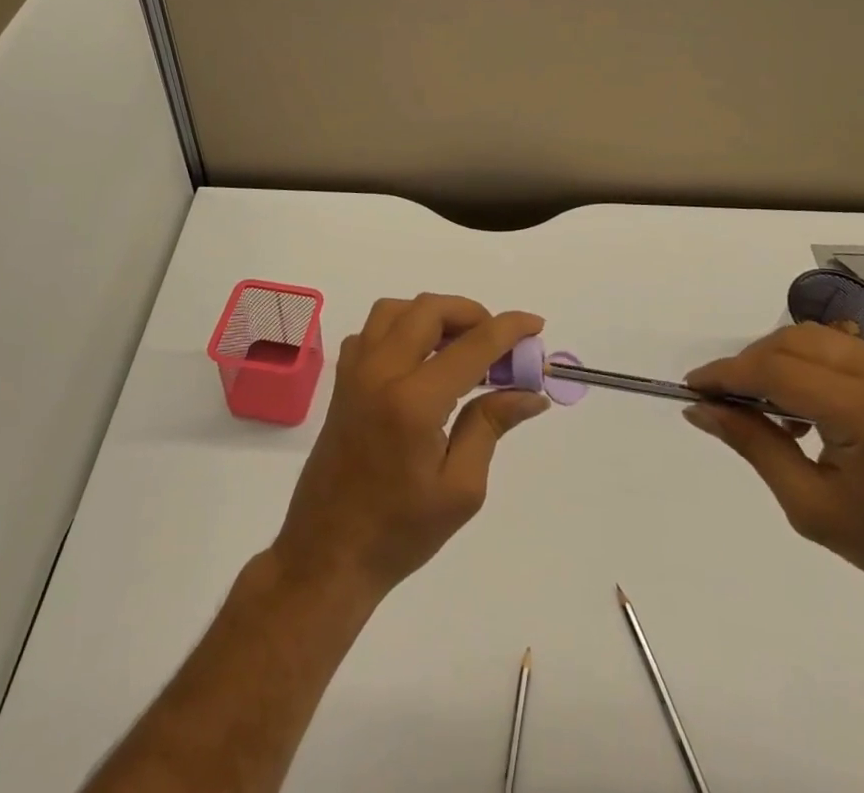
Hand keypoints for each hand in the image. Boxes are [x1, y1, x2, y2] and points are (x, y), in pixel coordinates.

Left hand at [271, 294, 548, 601]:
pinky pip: (372, 330)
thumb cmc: (400, 531)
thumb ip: (492, 426)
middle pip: (429, 310)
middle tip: (497, 344)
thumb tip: (530, 392)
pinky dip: (401, 327)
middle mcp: (380, 372)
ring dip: (433, 314)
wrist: (328, 554)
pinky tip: (420, 359)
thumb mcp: (461, 489)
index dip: (509, 329)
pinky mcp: (342, 380)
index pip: (472, 345)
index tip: (535, 324)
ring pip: (396, 309)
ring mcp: (355, 372)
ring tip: (460, 345)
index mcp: (414, 402)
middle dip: (471, 314)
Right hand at [684, 323, 863, 613]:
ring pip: (811, 336)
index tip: (692, 388)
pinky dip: (805, 364)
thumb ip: (753, 446)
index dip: (727, 375)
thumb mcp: (811, 506)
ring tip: (764, 408)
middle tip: (725, 401)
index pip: (776, 370)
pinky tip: (802, 408)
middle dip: (749, 364)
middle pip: (791, 340)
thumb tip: (700, 409)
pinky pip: (836, 349)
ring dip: (775, 360)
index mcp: (863, 410)